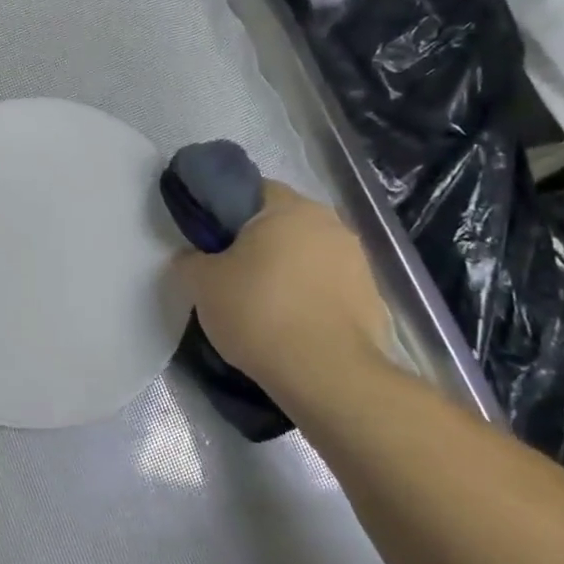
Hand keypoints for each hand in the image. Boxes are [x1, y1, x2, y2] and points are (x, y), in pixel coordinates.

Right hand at [175, 180, 393, 405]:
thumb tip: (191, 258)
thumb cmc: (258, 312)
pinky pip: (330, 288)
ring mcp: (358, 261)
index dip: (227, 211)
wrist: (326, 374)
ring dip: (289, 270)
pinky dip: (312, 298)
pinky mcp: (372, 298)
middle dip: (260, 243)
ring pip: (310, 255)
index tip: (210, 240)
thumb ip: (191, 261)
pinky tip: (293, 326)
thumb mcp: (202, 284)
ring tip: (264, 305)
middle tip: (232, 273)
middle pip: (284, 223)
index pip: (253, 190)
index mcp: (289, 208)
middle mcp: (330, 223)